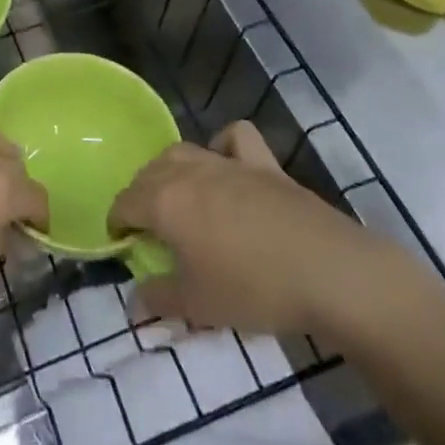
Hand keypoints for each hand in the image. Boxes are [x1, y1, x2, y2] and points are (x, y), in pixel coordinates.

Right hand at [110, 122, 397, 335]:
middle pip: (149, 172)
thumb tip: (134, 301)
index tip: (122, 245)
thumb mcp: (197, 306)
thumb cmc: (253, 289)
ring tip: (179, 198)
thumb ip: (158, 299)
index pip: (124, 202)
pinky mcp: (263, 163)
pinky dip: (224, 145)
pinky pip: (234, 138)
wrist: (328, 271)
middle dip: (140, 195)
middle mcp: (189, 171)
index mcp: (164, 202)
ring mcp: (228, 162)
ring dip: (171, 170)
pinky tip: (226, 166)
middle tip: (150, 229)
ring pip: (184, 151)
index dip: (117, 223)